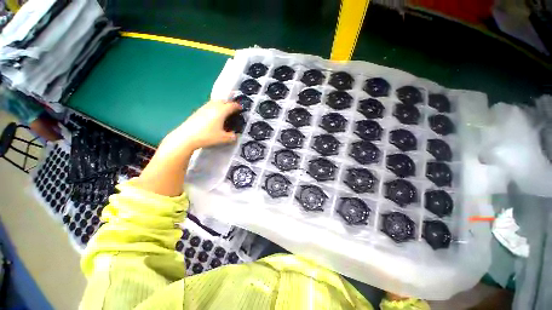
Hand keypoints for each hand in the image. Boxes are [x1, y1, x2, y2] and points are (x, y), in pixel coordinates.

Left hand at [172, 100, 241, 150]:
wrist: (187, 136)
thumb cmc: (207, 136)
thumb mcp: (223, 138)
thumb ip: (232, 137)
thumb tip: (236, 136)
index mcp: (221, 111)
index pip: (232, 105)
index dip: (237, 106)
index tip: (241, 108)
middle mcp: (213, 106)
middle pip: (223, 101)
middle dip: (229, 103)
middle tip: (233, 110)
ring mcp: (204, 107)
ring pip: (215, 102)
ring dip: (221, 104)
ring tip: (224, 111)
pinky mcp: (198, 111)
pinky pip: (209, 105)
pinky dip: (214, 107)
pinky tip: (214, 115)